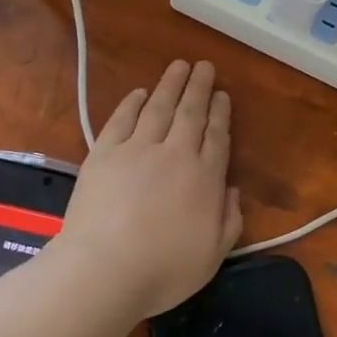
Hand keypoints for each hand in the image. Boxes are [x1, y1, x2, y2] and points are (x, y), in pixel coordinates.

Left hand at [56, 59, 242, 318]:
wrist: (105, 269)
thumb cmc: (163, 270)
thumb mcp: (213, 256)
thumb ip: (229, 220)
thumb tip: (231, 190)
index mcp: (205, 178)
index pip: (217, 137)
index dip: (220, 114)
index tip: (222, 96)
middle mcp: (175, 154)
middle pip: (191, 113)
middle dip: (200, 88)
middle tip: (205, 67)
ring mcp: (137, 149)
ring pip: (159, 107)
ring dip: (170, 85)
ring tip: (179, 66)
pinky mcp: (105, 153)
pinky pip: (122, 119)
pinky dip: (132, 103)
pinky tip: (140, 92)